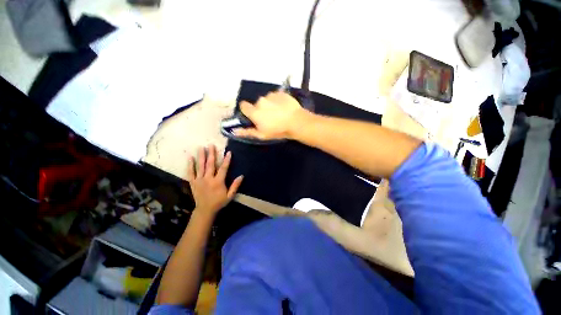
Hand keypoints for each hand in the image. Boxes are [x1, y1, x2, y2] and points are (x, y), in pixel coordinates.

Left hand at [187, 145, 242, 216]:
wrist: (205, 210)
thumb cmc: (219, 202)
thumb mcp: (230, 196)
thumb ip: (235, 186)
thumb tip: (241, 176)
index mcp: (218, 181)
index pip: (223, 168)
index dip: (226, 160)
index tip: (228, 152)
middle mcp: (208, 178)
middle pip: (210, 164)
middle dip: (211, 154)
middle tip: (211, 145)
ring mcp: (199, 180)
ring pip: (200, 166)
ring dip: (201, 156)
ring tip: (201, 147)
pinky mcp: (193, 182)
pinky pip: (190, 172)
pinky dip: (190, 165)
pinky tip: (190, 157)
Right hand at [234, 91, 308, 139]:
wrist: (296, 122)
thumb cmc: (278, 130)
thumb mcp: (262, 135)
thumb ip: (247, 132)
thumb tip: (234, 131)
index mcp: (254, 111)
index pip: (243, 106)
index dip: (247, 111)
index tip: (253, 116)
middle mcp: (260, 101)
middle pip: (257, 104)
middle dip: (261, 109)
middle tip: (270, 118)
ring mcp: (271, 95)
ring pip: (266, 99)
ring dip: (270, 104)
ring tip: (279, 113)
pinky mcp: (280, 93)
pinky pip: (275, 96)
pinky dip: (278, 100)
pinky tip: (284, 108)